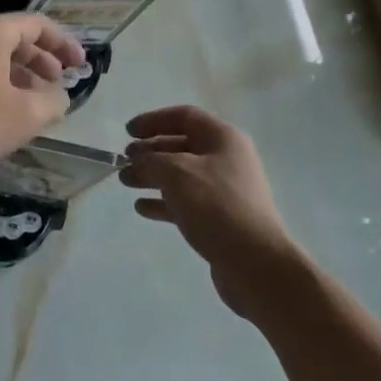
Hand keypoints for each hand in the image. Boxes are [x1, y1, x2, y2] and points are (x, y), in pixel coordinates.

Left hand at [0, 16, 85, 187]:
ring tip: (35, 104)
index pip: (37, 25)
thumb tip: (59, 96)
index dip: (64, 44)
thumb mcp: (24, 116)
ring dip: (19, 77)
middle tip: (59, 84)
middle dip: (42, 61)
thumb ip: (52, 102)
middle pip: (13, 39)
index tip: (81, 66)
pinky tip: (1, 115)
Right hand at [121, 105, 292, 318]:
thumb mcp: (175, 173)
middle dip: (150, 151)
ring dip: (152, 176)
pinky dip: (163, 202)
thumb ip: (150, 161)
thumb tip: (138, 162)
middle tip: (124, 159)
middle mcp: (227, 159)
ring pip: (181, 175)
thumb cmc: (215, 206)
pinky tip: (142, 208)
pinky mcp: (221, 218)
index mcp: (222, 138)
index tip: (128, 132)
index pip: (184, 116)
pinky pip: (186, 202)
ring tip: (126, 182)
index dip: (153, 120)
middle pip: (181, 145)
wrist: (255, 263)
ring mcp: (225, 190)